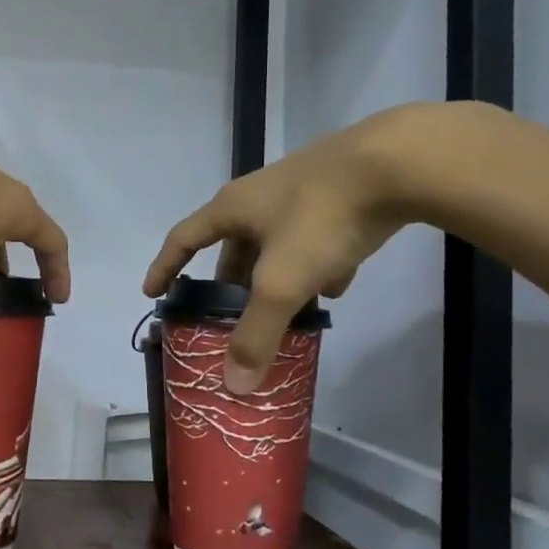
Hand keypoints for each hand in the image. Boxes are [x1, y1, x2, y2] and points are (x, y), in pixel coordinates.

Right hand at [144, 106, 441, 394]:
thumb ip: (257, 334)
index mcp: (232, 208)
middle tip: (228, 316)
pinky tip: (336, 285)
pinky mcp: (339, 195)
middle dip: (230, 283)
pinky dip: (316, 264)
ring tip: (284, 311)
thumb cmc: (320, 217)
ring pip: (277, 244)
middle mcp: (259, 197)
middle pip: (233, 246)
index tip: (153, 294)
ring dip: (275, 277)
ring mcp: (301, 193)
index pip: (183, 239)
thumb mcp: (283, 282)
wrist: (395, 162)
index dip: (165, 267)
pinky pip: (315, 237)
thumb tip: (234, 386)